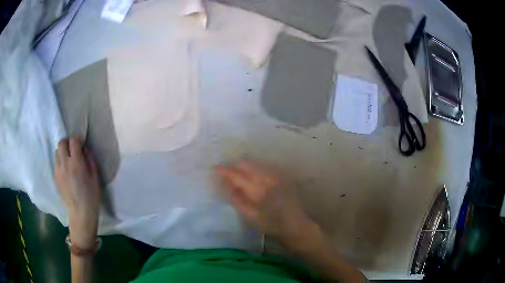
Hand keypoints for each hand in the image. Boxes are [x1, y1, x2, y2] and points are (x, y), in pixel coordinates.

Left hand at [54, 136, 101, 248]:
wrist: (81, 212)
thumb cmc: (91, 195)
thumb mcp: (95, 176)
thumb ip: (89, 159)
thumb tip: (84, 149)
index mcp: (76, 163)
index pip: (73, 141)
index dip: (78, 138)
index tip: (82, 142)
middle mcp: (65, 163)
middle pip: (62, 142)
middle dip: (68, 141)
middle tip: (73, 148)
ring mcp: (58, 170)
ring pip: (56, 151)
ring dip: (62, 150)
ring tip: (68, 157)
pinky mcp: (55, 176)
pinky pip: (55, 161)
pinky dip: (60, 159)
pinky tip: (65, 167)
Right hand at [215, 160, 316, 247]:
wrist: (295, 226)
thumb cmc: (271, 225)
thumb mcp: (251, 217)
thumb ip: (237, 200)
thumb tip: (228, 185)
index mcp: (259, 190)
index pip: (238, 176)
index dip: (225, 171)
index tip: (215, 168)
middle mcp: (269, 178)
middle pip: (247, 164)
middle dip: (235, 167)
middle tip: (227, 174)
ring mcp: (278, 176)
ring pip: (257, 164)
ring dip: (246, 168)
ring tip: (239, 175)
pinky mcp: (284, 177)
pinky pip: (266, 168)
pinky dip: (256, 170)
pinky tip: (254, 178)